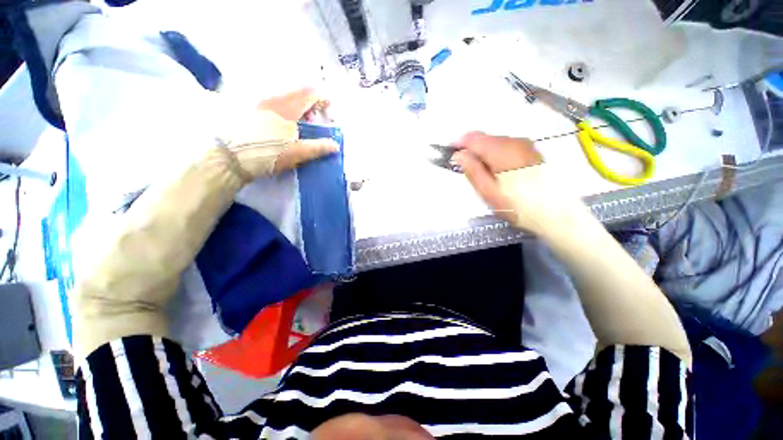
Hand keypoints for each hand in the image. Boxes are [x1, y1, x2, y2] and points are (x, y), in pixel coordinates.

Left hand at [220, 88, 337, 179]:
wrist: (230, 157)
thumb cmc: (267, 154)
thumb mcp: (295, 153)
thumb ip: (317, 148)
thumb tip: (335, 145)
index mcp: (287, 109)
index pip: (309, 95)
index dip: (322, 98)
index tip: (329, 106)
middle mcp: (273, 100)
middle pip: (296, 92)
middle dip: (309, 102)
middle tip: (312, 118)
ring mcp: (259, 102)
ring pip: (283, 95)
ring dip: (295, 104)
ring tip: (296, 121)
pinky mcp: (249, 108)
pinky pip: (271, 100)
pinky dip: (282, 106)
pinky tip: (279, 121)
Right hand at [453, 131, 580, 234]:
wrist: (555, 212)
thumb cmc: (517, 205)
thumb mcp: (489, 192)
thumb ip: (472, 170)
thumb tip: (459, 154)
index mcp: (501, 151)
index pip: (473, 138)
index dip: (458, 143)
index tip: (449, 152)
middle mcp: (514, 142)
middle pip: (484, 138)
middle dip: (470, 149)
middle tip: (462, 166)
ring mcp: (525, 145)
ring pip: (495, 142)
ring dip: (483, 152)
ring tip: (479, 171)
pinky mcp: (531, 151)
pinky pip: (506, 147)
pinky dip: (495, 154)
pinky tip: (495, 170)